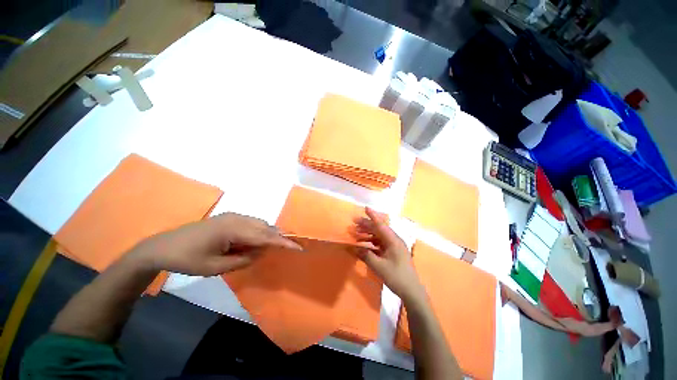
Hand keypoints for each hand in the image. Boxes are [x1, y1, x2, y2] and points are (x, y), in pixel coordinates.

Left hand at [128, 213, 301, 275]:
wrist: (162, 246)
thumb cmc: (187, 259)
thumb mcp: (215, 267)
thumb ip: (243, 260)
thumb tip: (261, 252)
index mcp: (233, 229)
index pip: (265, 236)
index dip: (283, 242)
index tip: (298, 247)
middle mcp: (237, 218)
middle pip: (265, 227)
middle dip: (278, 238)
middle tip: (288, 248)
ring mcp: (233, 215)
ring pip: (260, 224)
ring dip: (268, 235)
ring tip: (271, 247)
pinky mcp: (230, 217)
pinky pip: (252, 223)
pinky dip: (259, 232)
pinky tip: (255, 242)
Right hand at [352, 207, 424, 301]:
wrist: (412, 291)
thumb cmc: (396, 277)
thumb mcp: (379, 266)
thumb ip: (365, 255)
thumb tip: (354, 248)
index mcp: (393, 240)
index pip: (381, 225)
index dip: (373, 216)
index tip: (365, 208)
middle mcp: (394, 240)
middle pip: (378, 229)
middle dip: (366, 225)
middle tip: (354, 223)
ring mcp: (394, 247)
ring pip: (379, 236)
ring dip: (367, 234)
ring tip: (356, 233)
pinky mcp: (393, 253)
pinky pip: (380, 243)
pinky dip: (371, 242)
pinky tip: (364, 244)